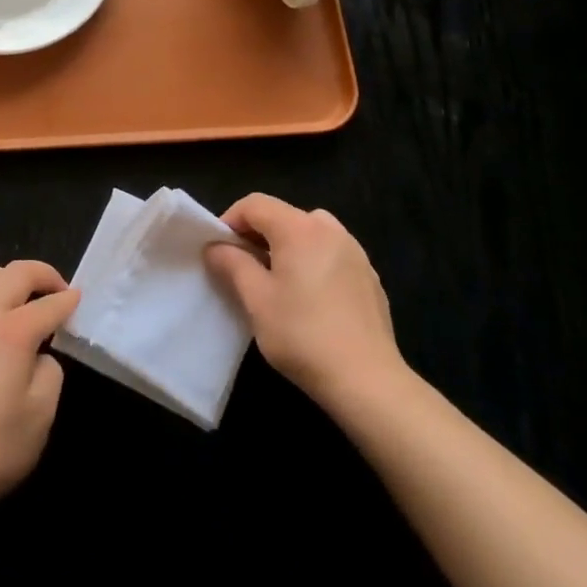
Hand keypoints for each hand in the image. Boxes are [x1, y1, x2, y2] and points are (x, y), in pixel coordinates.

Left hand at [0, 261, 79, 525]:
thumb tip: (39, 355)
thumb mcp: (41, 415)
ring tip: (19, 295)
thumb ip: (50, 372)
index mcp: (12, 331)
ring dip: (4, 276)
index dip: (68, 301)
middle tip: (58, 289)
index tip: (80, 300)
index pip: (48, 305)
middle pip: (14, 274)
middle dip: (43, 274)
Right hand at [204, 194, 405, 409]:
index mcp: (299, 228)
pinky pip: (331, 254)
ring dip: (287, 247)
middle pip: (284, 215)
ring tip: (277, 282)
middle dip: (258, 234)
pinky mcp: (370, 276)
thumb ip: (232, 264)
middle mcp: (330, 229)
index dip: (230, 220)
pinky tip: (311, 300)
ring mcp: (355, 251)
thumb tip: (216, 247)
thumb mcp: (256, 300)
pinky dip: (313, 262)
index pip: (255, 204)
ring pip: (310, 233)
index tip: (219, 250)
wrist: (368, 381)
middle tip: (244, 267)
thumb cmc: (303, 335)